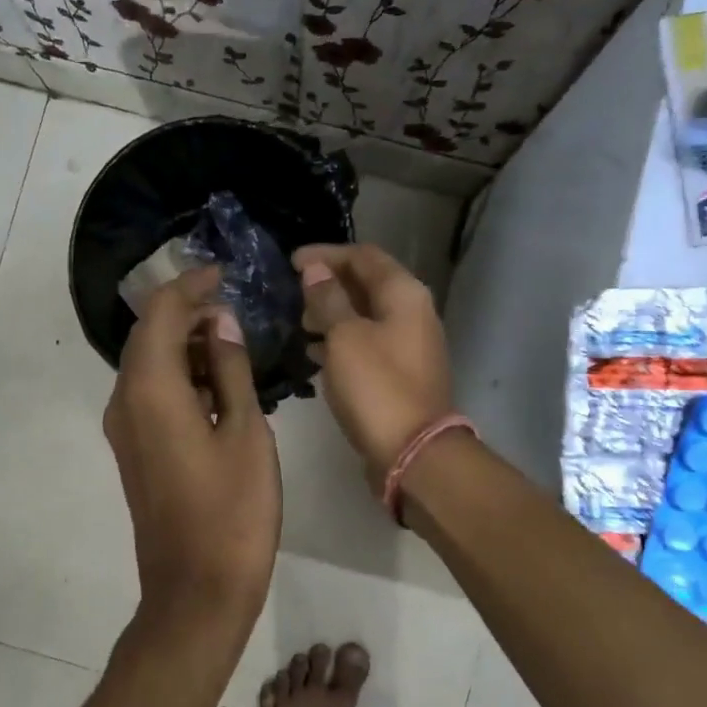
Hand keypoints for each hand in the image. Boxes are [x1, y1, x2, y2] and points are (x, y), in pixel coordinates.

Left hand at [104, 268, 281, 627]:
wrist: (196, 591)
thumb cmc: (233, 511)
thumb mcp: (245, 432)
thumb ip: (231, 370)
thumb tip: (221, 324)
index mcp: (151, 389)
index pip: (162, 314)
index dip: (191, 286)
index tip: (225, 274)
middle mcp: (125, 401)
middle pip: (149, 335)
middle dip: (188, 312)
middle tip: (234, 306)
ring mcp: (125, 429)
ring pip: (149, 365)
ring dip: (186, 345)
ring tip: (235, 342)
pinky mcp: (134, 451)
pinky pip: (151, 394)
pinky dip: (181, 376)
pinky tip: (219, 383)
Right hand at [293, 244, 453, 485]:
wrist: (413, 452)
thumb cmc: (376, 387)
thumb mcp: (345, 337)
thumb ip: (328, 299)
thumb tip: (315, 270)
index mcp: (404, 294)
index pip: (363, 255)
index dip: (326, 254)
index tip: (292, 263)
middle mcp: (413, 312)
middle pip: (368, 283)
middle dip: (329, 284)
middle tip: (295, 294)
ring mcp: (410, 344)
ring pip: (366, 315)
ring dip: (334, 313)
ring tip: (301, 324)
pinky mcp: (401, 373)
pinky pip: (368, 343)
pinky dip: (342, 340)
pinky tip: (316, 353)